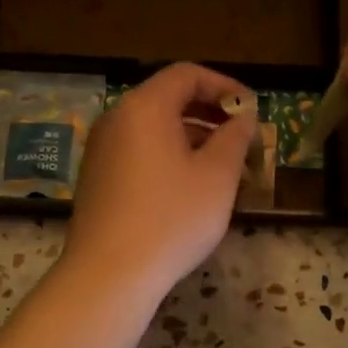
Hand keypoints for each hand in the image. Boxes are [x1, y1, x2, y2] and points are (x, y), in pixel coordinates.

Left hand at [65, 62, 255, 301]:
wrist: (109, 274)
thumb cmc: (171, 219)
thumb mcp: (217, 176)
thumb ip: (235, 138)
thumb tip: (243, 118)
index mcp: (145, 107)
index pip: (187, 74)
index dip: (225, 85)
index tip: (251, 110)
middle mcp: (116, 119)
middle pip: (167, 99)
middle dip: (209, 113)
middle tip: (241, 138)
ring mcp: (101, 150)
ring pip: (153, 129)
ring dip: (191, 137)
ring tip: (222, 167)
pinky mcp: (96, 179)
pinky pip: (138, 152)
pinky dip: (168, 156)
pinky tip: (188, 188)